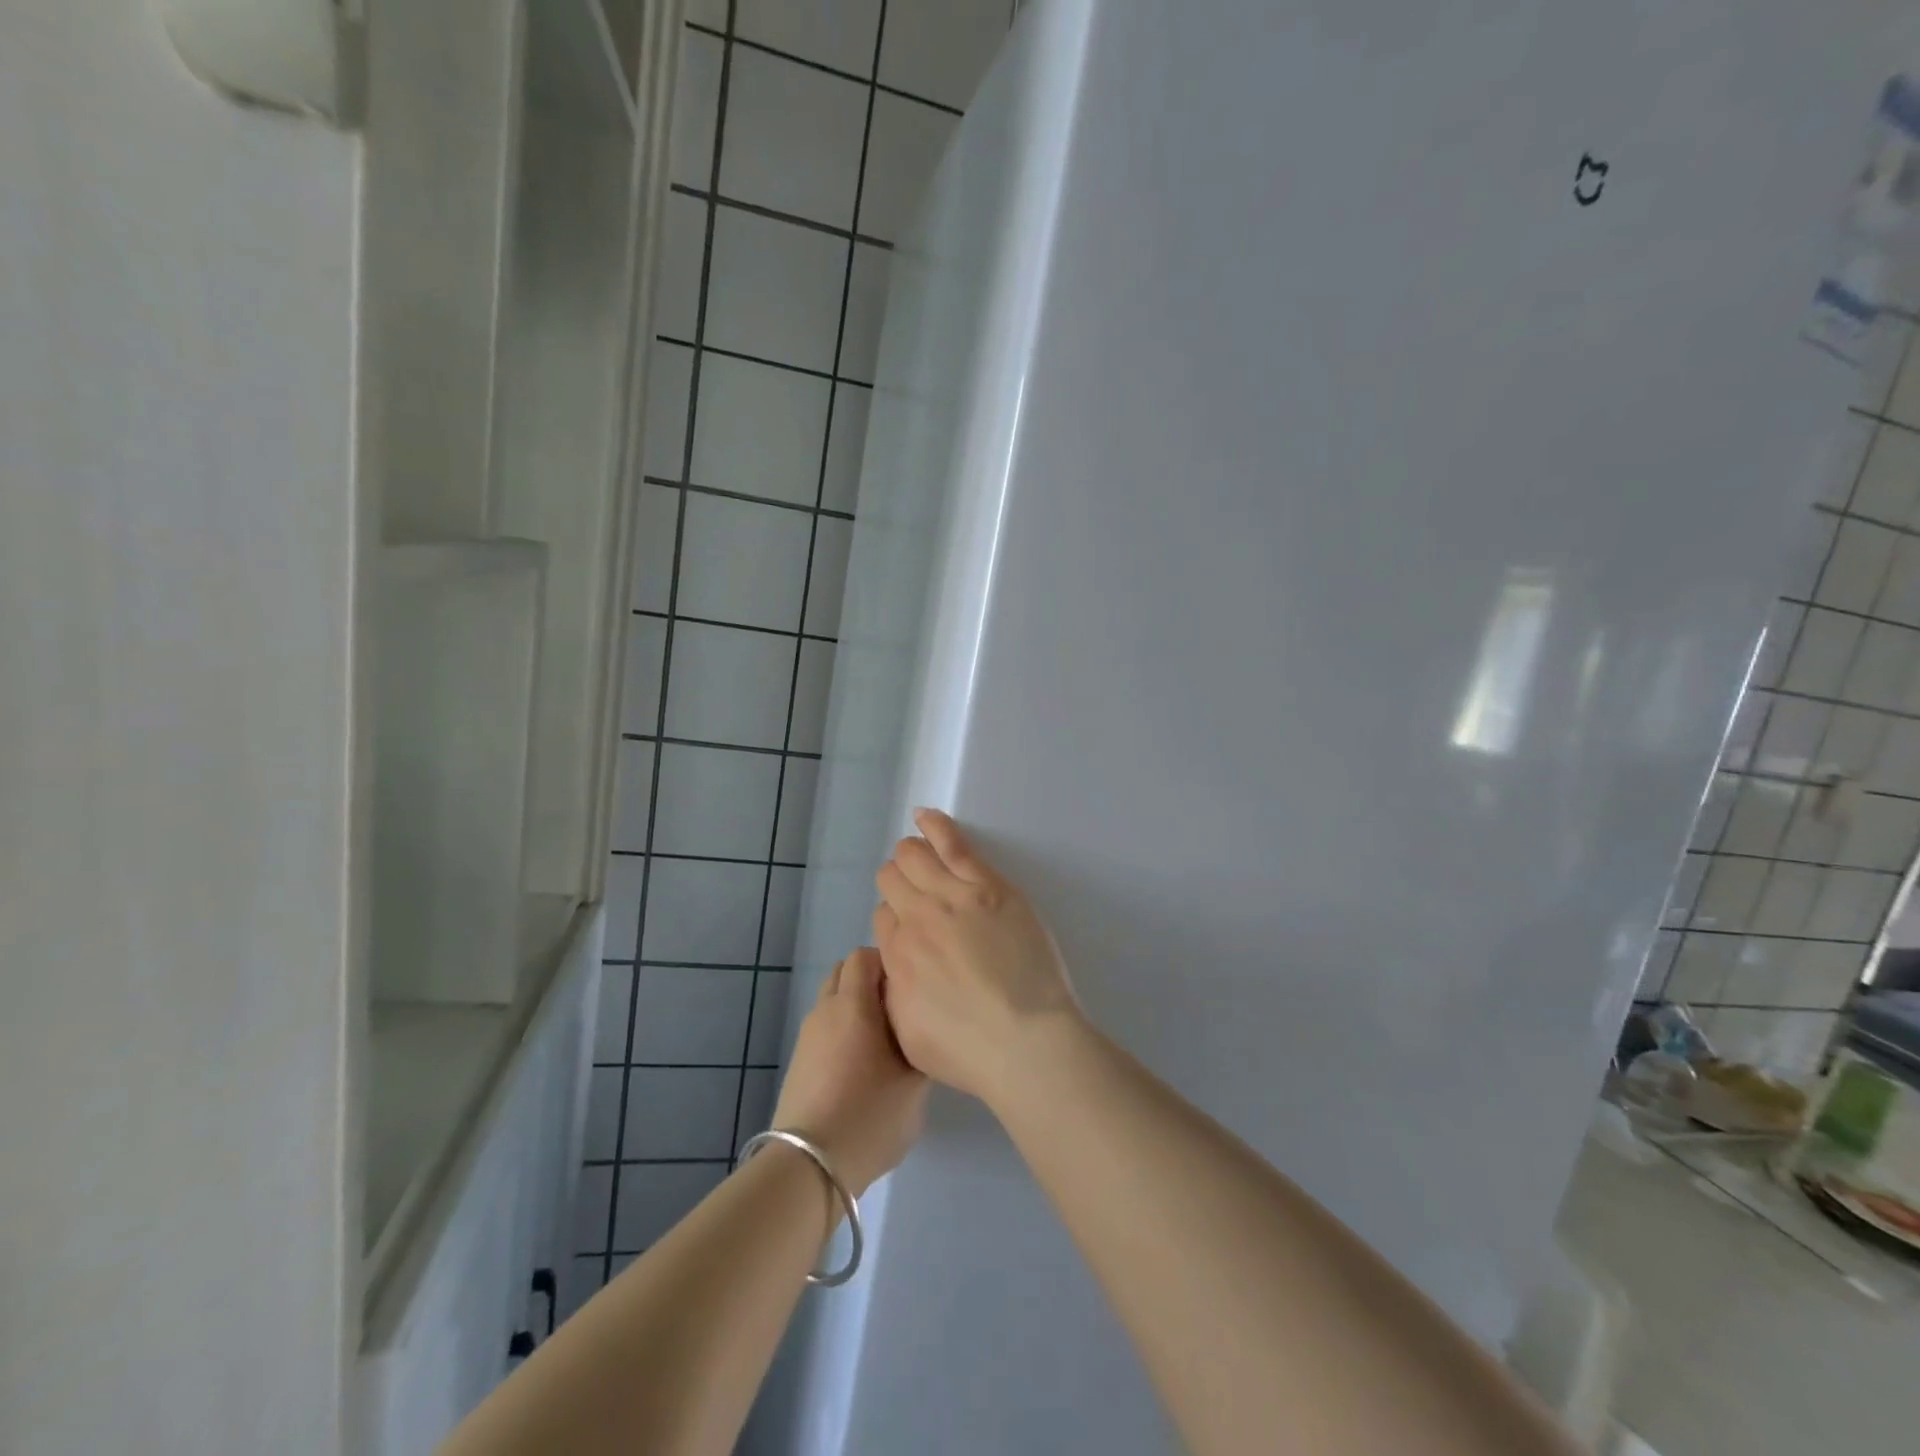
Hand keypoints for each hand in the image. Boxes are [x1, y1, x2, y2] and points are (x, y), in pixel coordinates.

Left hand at [772, 947, 927, 1195]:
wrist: (808, 1166)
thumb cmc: (869, 1116)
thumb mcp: (916, 1083)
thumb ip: (922, 1043)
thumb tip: (920, 1027)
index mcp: (853, 1004)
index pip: (864, 955)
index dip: (889, 962)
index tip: (911, 987)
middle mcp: (825, 1010)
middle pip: (845, 972)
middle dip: (871, 981)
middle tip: (900, 1010)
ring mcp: (807, 1036)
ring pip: (833, 1001)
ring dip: (856, 1008)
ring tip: (883, 1040)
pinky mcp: (799, 1061)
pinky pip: (825, 1028)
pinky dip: (842, 1032)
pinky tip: (861, 1066)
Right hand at [872, 809, 1082, 1107]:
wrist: (1025, 1041)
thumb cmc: (970, 1052)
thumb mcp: (908, 1034)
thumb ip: (893, 993)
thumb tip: (893, 969)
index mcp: (895, 956)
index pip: (882, 917)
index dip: (896, 921)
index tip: (914, 931)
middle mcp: (916, 918)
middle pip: (892, 879)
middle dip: (898, 882)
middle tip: (918, 895)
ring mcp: (952, 897)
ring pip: (914, 856)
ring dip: (911, 853)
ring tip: (917, 853)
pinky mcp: (988, 886)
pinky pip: (953, 844)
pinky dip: (935, 825)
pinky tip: (925, 815)